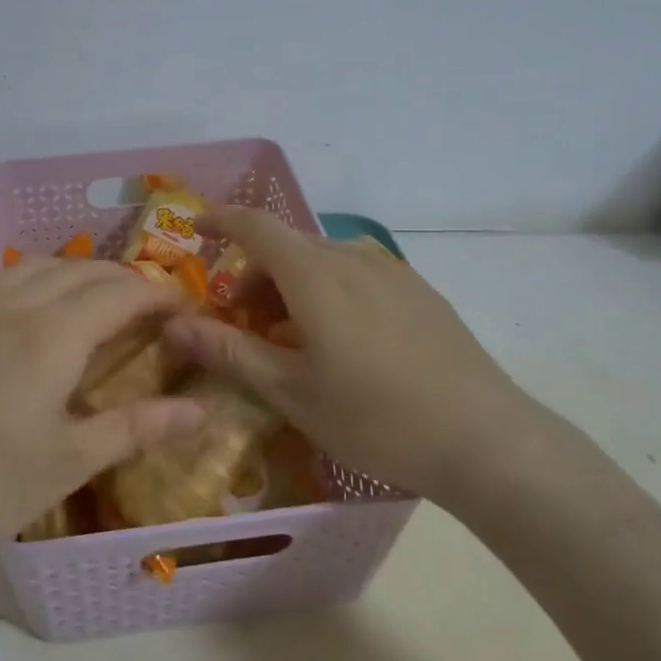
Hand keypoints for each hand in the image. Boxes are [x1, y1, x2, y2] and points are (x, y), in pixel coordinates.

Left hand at [0, 257, 206, 574]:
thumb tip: (201, 410)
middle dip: (126, 281)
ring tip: (100, 305)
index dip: (160, 295)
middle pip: (82, 270)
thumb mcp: (68, 462)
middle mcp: (14, 305)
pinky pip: (7, 280)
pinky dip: (42, 282)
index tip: (187, 310)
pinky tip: (40, 319)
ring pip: (40, 266)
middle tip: (153, 311)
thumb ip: (136, 427)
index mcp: (51, 334)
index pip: (121, 292)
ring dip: (80, 274)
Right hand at [164, 206, 557, 504]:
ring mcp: (392, 272)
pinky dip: (328, 291)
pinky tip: (342, 343)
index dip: (221, 220)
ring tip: (292, 341)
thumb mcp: (291, 392)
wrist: (484, 439)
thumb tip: (175, 325)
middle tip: (243, 326)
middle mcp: (352, 258)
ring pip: (323, 261)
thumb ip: (229, 352)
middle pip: (287, 247)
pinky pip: (357, 274)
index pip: (256, 226)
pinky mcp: (419, 291)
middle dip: (254, 276)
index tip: (196, 230)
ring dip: (292, 286)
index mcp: (315, 274)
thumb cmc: (374, 417)